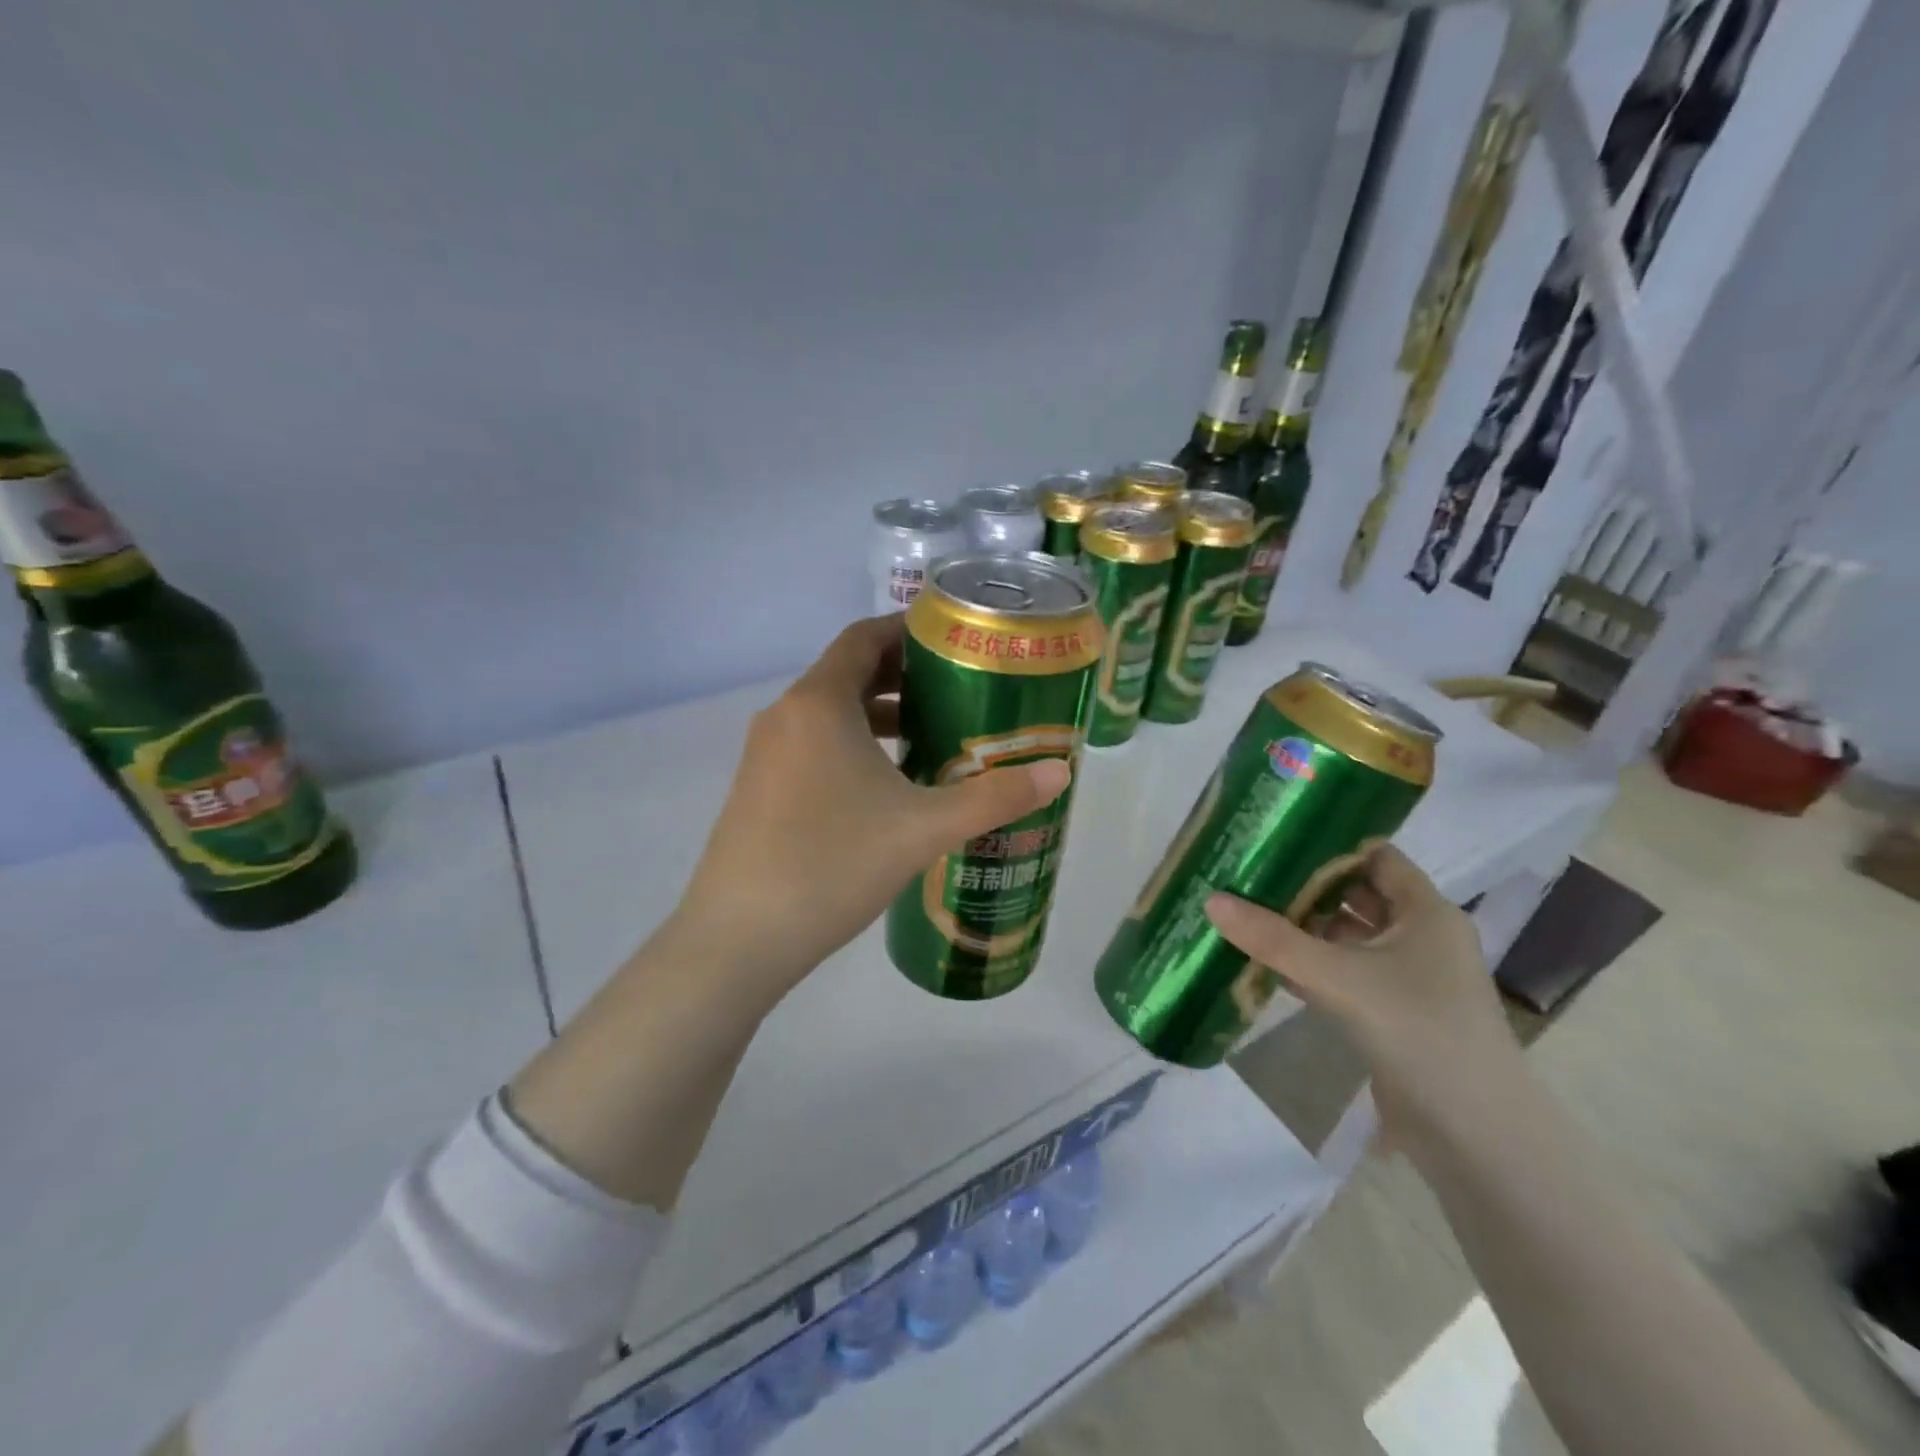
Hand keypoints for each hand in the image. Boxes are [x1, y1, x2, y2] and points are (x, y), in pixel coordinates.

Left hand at [670, 615, 1070, 989]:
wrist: (739, 939)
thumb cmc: (833, 864)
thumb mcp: (924, 828)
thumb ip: (994, 797)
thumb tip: (1060, 772)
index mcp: (818, 703)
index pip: (863, 637)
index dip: (908, 629)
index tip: (953, 638)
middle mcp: (785, 716)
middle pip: (847, 672)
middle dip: (902, 675)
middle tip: (957, 687)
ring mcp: (764, 755)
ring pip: (829, 714)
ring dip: (877, 715)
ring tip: (930, 734)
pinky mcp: (757, 790)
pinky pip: (811, 746)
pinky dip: (851, 745)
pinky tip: (885, 786)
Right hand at [1204, 845, 1524, 1157]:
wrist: (1475, 1135)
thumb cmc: (1419, 1032)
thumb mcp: (1340, 978)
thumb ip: (1275, 940)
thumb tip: (1212, 899)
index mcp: (1426, 912)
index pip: (1375, 857)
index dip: (1330, 845)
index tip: (1278, 837)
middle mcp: (1420, 936)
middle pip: (1356, 895)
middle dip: (1306, 886)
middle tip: (1249, 873)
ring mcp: (1408, 977)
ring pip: (1347, 937)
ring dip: (1304, 929)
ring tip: (1246, 912)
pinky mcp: (1393, 1012)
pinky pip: (1345, 973)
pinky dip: (1311, 966)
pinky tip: (1267, 965)